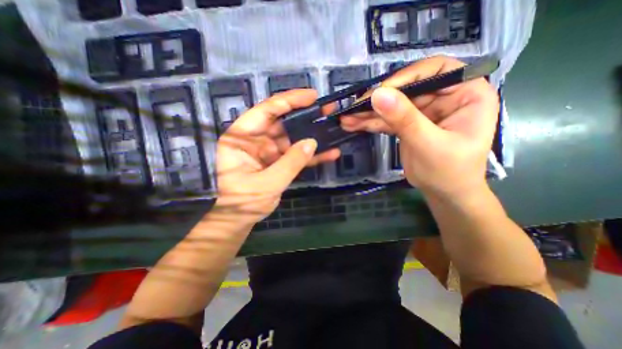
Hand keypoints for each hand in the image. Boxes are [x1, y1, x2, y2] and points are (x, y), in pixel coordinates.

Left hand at [214, 90, 339, 224]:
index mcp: (242, 138)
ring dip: (311, 135)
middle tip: (326, 110)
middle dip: (305, 116)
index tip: (311, 96)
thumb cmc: (244, 201)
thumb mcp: (267, 183)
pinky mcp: (278, 161)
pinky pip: (296, 155)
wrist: (241, 218)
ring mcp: (268, 151)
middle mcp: (255, 140)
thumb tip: (312, 142)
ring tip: (332, 127)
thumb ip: (290, 163)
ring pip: (292, 138)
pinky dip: (311, 155)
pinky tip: (329, 153)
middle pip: (282, 122)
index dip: (289, 101)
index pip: (266, 111)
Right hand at [340, 57, 499, 198]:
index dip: (407, 76)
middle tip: (354, 108)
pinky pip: (387, 120)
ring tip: (347, 118)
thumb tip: (378, 94)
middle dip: (379, 100)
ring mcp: (423, 112)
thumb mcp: (428, 144)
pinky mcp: (408, 124)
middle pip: (407, 89)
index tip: (381, 91)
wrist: (444, 193)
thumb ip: (405, 119)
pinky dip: (370, 123)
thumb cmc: (449, 171)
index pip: (437, 70)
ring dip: (369, 113)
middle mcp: (444, 97)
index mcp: (466, 93)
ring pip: (393, 106)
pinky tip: (354, 124)